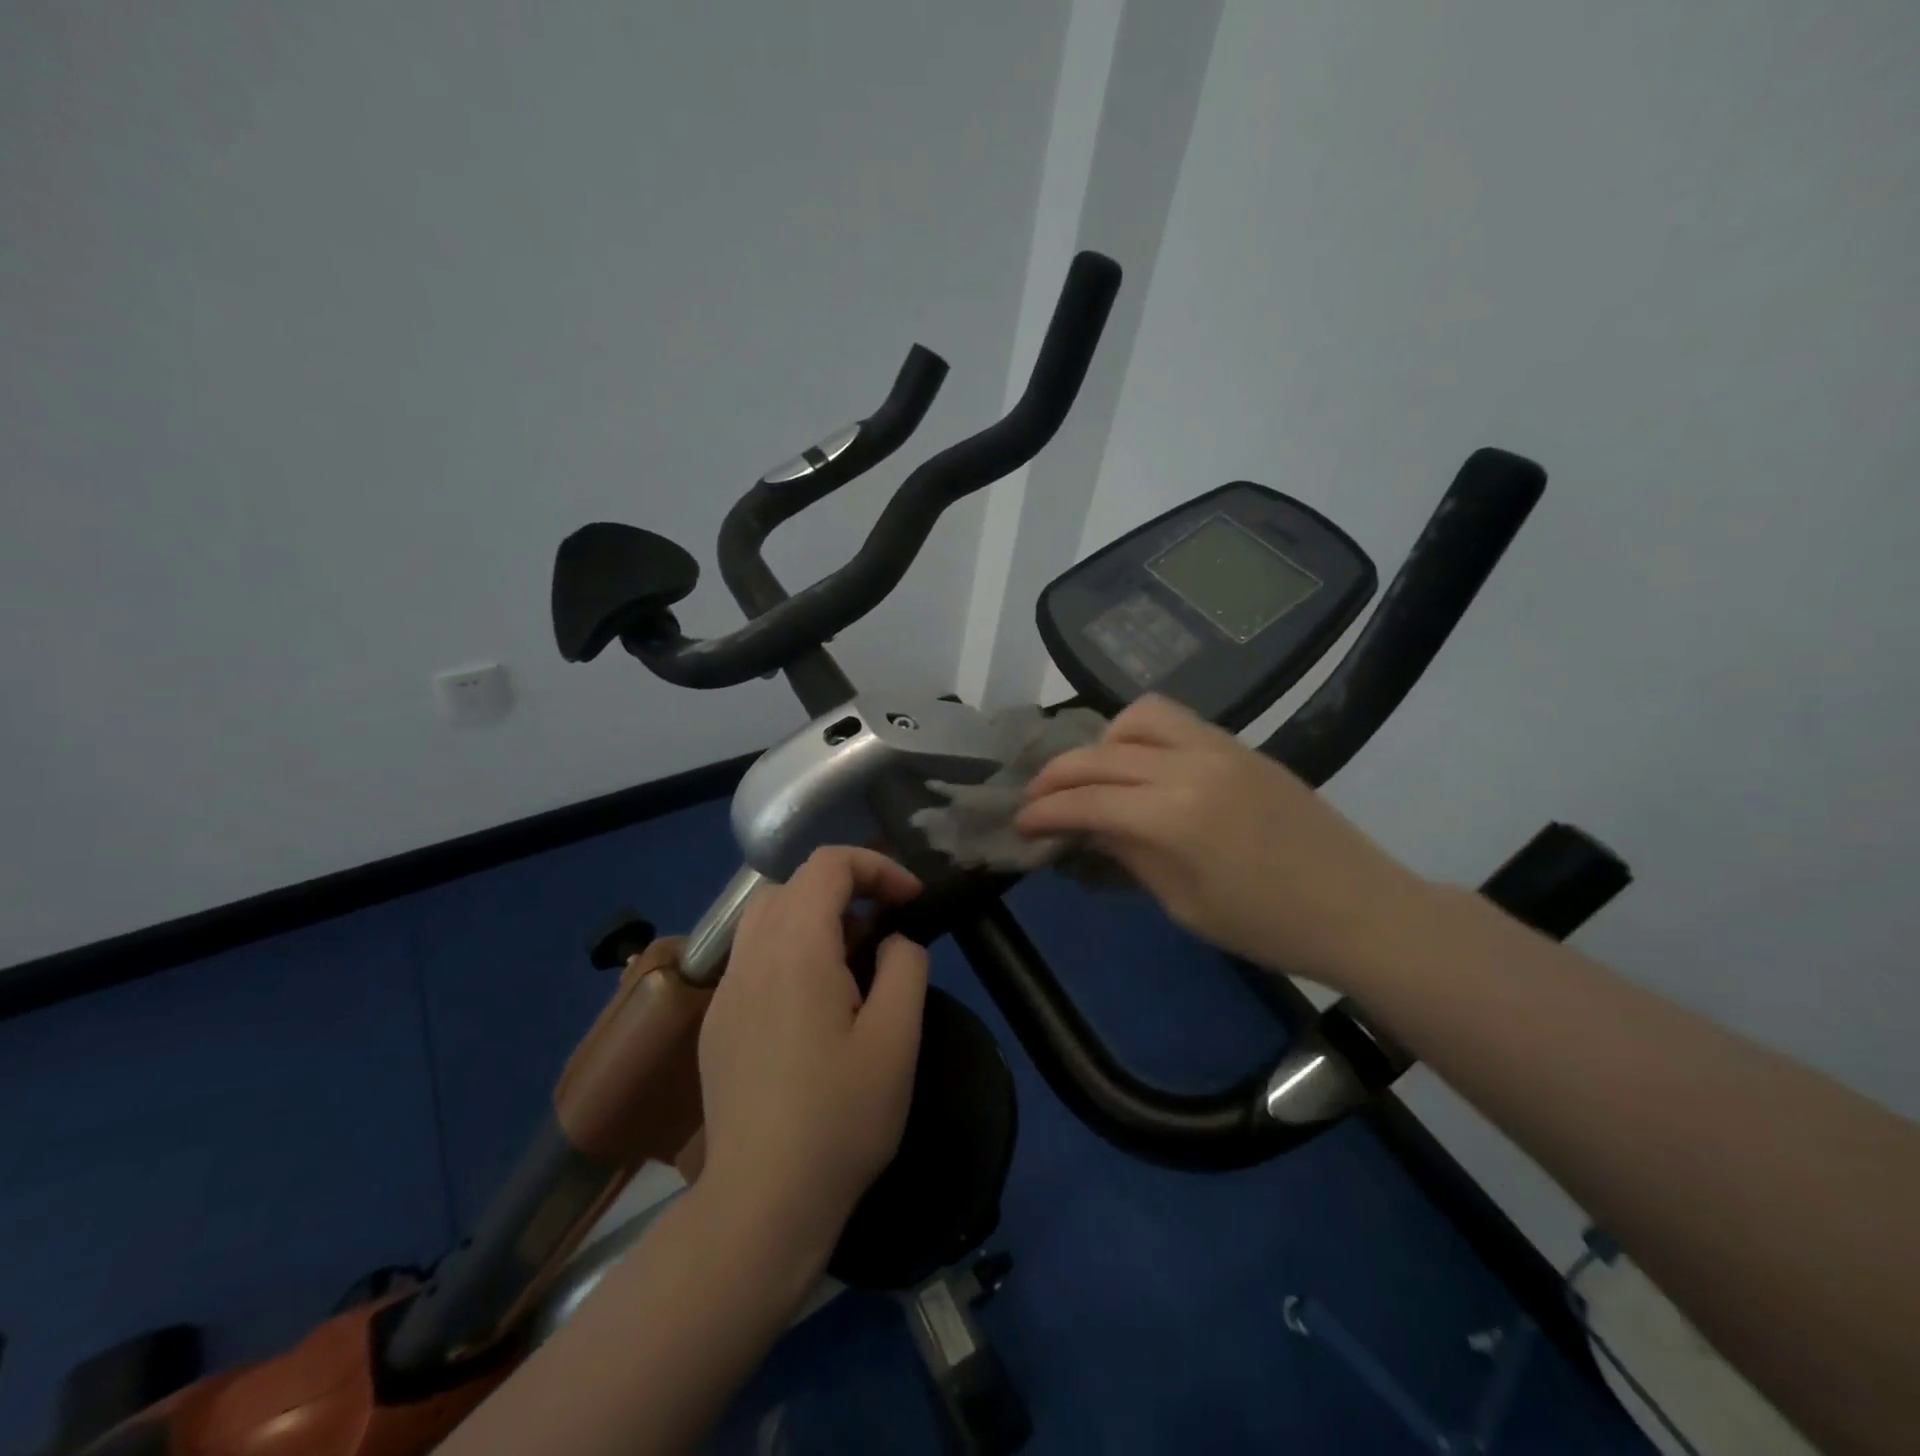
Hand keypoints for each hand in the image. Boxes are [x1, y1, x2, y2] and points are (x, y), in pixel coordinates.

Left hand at [696, 847, 928, 1262]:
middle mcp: (751, 958)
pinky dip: (788, 950)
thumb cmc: (840, 1119)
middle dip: (846, 889)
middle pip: (793, 884)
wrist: (761, 1203)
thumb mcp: (897, 1040)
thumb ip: (905, 968)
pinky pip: (752, 957)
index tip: (910, 900)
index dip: (875, 866)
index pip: (827, 865)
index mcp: (796, 952)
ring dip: (814, 917)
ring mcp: (726, 991)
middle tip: (884, 930)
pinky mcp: (716, 1023)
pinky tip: (812, 1006)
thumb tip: (893, 940)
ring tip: (851, 962)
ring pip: (766, 917)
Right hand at [1016, 694, 1427, 990]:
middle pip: (1102, 753)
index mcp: (1175, 815)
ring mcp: (1221, 747)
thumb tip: (1084, 826)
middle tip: (1037, 799)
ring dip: (1103, 742)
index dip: (1046, 810)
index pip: (1088, 799)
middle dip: (1058, 774)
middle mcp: (1191, 765)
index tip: (1020, 821)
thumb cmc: (1268, 926)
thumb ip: (1128, 853)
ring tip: (1096, 777)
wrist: (1361, 909)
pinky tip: (1141, 768)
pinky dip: (1142, 736)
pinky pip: (1177, 722)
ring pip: (1140, 717)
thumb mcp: (1183, 903)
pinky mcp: (1242, 746)